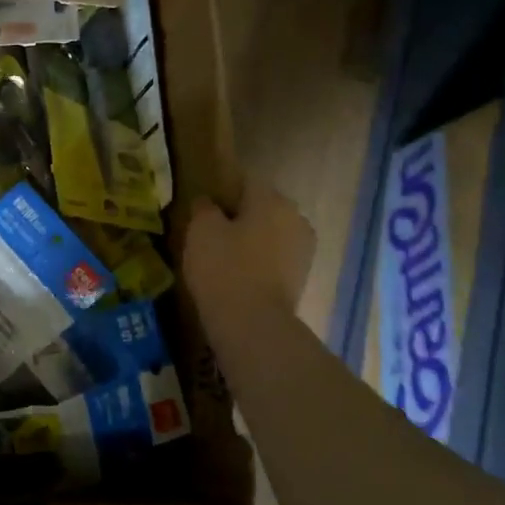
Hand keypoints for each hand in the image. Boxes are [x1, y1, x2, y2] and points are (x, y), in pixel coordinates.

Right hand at [183, 178, 316, 327]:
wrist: (253, 323)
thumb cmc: (224, 267)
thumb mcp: (201, 230)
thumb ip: (204, 209)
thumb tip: (208, 203)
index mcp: (272, 199)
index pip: (245, 182)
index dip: (222, 191)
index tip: (204, 207)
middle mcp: (295, 217)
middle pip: (262, 208)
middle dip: (240, 217)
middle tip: (211, 233)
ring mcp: (304, 249)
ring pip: (271, 234)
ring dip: (251, 240)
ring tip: (223, 257)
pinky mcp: (302, 278)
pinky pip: (275, 259)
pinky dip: (259, 263)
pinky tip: (239, 276)